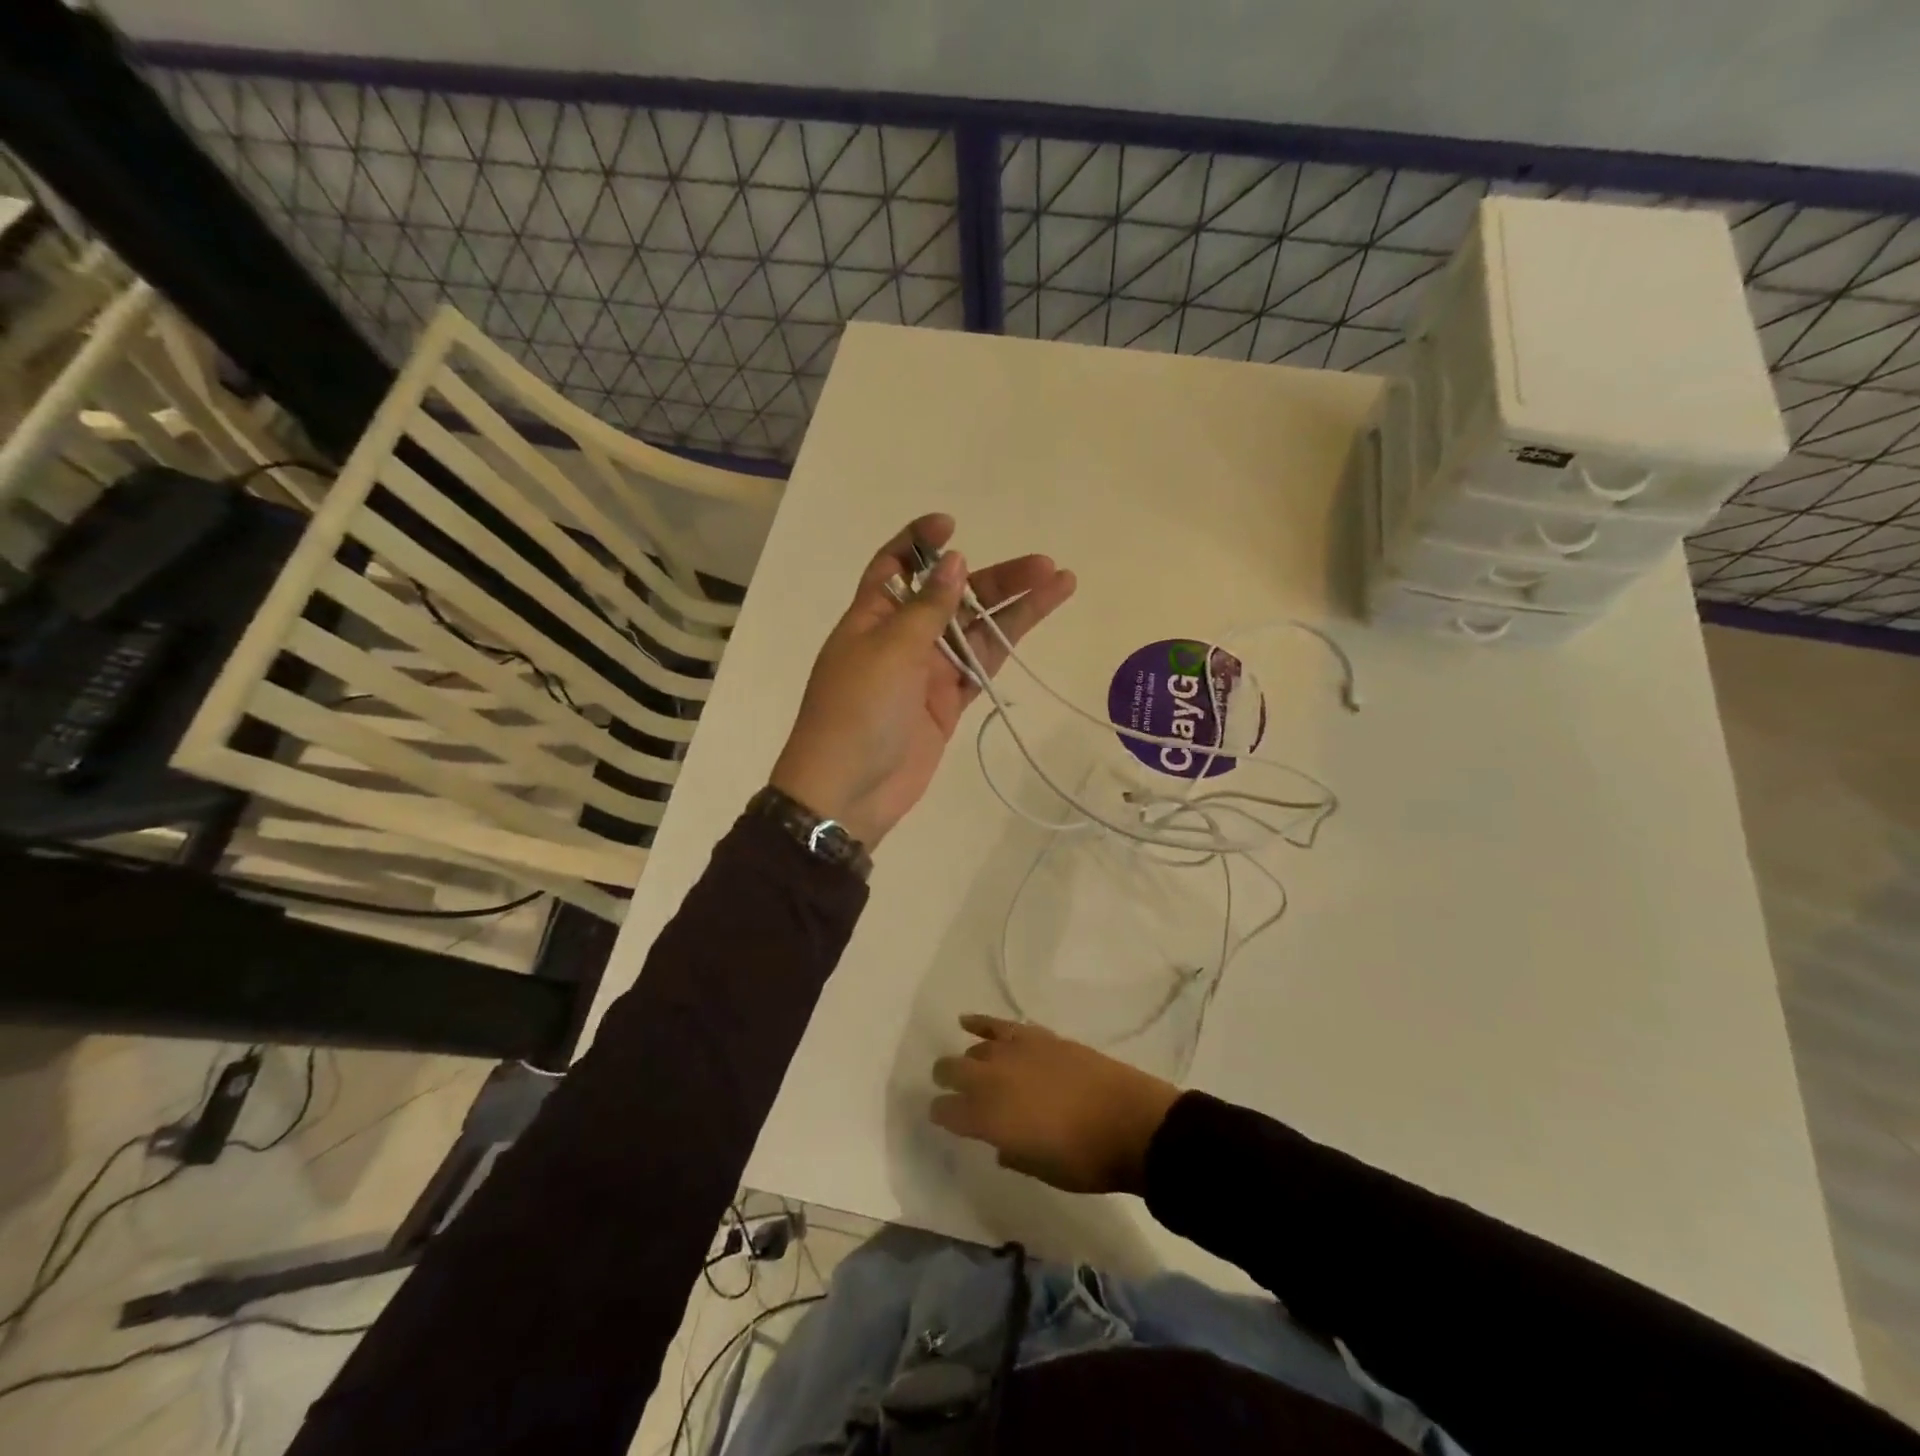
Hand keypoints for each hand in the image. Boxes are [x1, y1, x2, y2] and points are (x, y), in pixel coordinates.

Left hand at [770, 513, 1074, 847]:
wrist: (849, 791)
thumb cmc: (857, 711)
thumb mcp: (890, 649)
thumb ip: (928, 607)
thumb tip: (954, 561)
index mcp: (873, 615)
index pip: (895, 565)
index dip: (921, 541)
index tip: (953, 525)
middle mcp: (902, 637)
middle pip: (952, 596)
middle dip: (994, 579)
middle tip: (1042, 566)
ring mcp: (927, 672)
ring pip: (976, 631)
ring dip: (1014, 609)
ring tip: (1060, 583)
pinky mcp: (947, 703)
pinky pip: (981, 668)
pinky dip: (1006, 648)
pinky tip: (1033, 625)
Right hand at [929, 1015, 1181, 1195]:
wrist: (1131, 1123)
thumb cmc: (1085, 1160)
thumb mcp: (1041, 1170)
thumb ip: (1012, 1153)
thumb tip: (1000, 1143)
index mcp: (990, 1119)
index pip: (948, 1112)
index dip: (940, 1115)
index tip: (941, 1118)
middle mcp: (994, 1081)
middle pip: (953, 1071)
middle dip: (946, 1080)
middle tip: (948, 1089)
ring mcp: (1016, 1053)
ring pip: (976, 1050)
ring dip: (968, 1060)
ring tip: (967, 1066)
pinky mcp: (1038, 1037)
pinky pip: (1000, 1025)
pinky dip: (981, 1023)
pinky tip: (967, 1021)